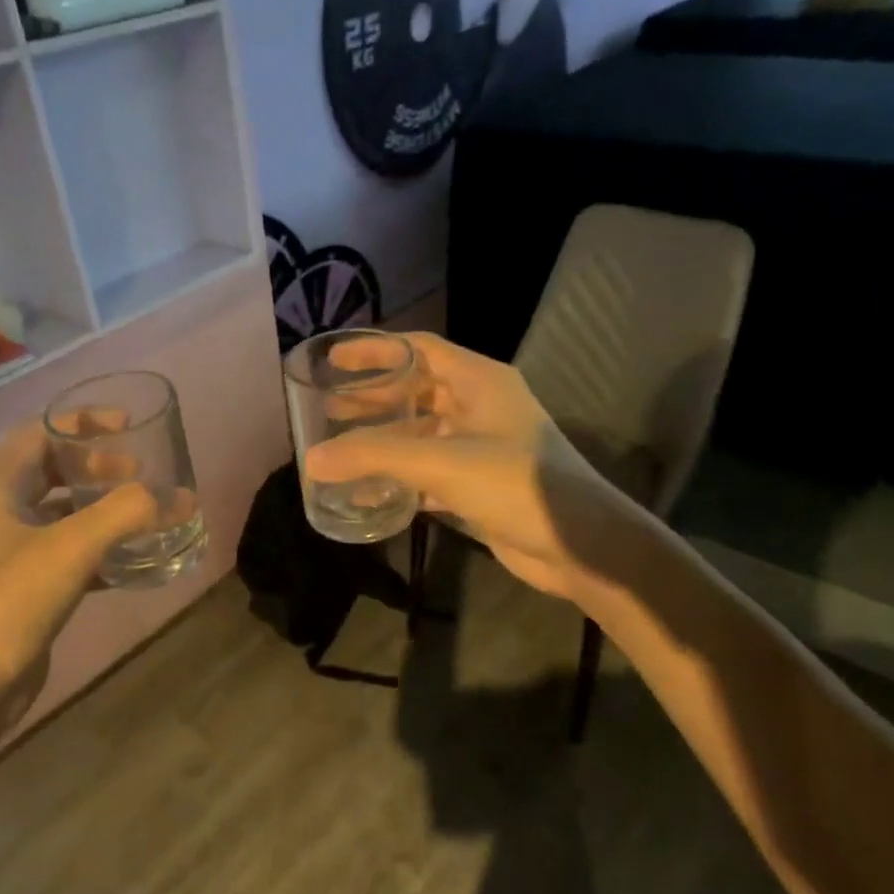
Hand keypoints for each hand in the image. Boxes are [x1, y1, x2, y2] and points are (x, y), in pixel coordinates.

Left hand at [0, 423, 158, 740]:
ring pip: (64, 516)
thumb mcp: (72, 546)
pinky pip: (72, 557)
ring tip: (145, 512)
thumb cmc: (10, 601)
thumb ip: (128, 513)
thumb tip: (181, 498)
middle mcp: (2, 516)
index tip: (127, 426)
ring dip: (103, 510)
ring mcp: (14, 556)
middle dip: (98, 467)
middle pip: (53, 473)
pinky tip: (135, 562)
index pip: (40, 435)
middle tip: (140, 474)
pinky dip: (103, 552)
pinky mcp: (29, 592)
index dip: (82, 423)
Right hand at [306, 333, 622, 603]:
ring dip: (383, 439)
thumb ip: (374, 456)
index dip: (376, 350)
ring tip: (339, 446)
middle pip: (416, 390)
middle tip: (328, 406)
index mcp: (479, 381)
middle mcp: (480, 406)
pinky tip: (368, 492)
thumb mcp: (441, 462)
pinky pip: (428, 471)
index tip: (334, 359)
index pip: (419, 348)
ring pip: (420, 433)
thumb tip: (312, 459)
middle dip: (373, 398)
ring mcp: (481, 446)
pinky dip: (399, 477)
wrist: (580, 544)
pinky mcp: (478, 483)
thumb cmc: (516, 484)